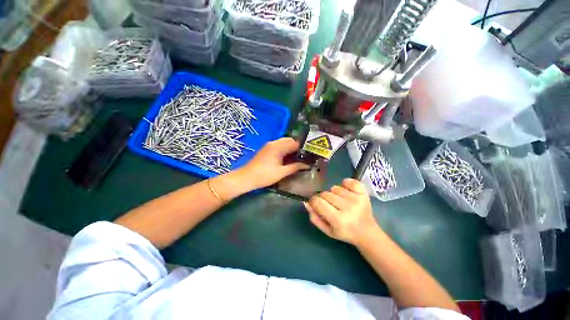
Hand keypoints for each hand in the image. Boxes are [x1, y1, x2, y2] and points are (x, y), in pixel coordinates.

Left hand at [238, 137, 308, 189]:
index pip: (294, 142)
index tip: (308, 154)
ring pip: (283, 143)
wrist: (246, 178)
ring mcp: (269, 146)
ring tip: (296, 158)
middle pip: (289, 141)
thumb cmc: (265, 175)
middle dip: (296, 148)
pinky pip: (278, 146)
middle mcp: (273, 143)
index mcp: (278, 146)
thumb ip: (295, 167)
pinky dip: (284, 150)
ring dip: (290, 149)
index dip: (302, 148)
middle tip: (303, 157)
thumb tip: (307, 165)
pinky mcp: (266, 150)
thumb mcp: (282, 172)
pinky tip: (287, 159)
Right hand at [304, 179, 380, 245]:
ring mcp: (357, 199)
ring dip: (334, 194)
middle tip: (330, 206)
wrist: (366, 232)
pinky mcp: (363, 194)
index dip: (313, 201)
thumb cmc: (345, 232)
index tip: (316, 204)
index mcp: (338, 219)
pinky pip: (350, 181)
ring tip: (340, 201)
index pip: (318, 202)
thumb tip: (307, 203)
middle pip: (325, 194)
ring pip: (335, 188)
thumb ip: (314, 217)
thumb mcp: (327, 230)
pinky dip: (346, 184)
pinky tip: (347, 192)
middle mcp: (348, 208)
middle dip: (324, 199)